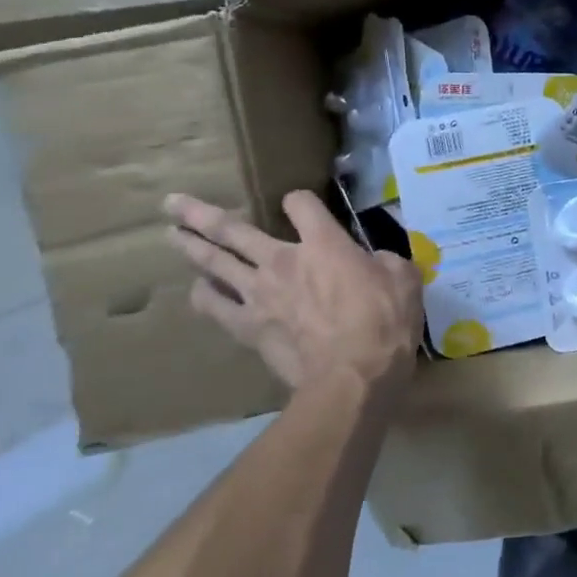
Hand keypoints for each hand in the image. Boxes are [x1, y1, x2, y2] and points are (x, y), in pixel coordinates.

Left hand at [163, 190, 422, 394]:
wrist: (353, 375)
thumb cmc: (385, 322)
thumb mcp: (403, 278)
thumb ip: (384, 260)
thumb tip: (374, 260)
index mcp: (324, 243)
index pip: (300, 203)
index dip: (299, 201)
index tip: (300, 206)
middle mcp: (283, 259)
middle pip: (233, 229)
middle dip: (201, 214)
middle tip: (173, 203)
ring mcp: (258, 294)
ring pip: (214, 262)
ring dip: (190, 246)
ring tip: (172, 233)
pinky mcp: (247, 327)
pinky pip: (214, 306)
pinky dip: (203, 294)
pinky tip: (198, 289)